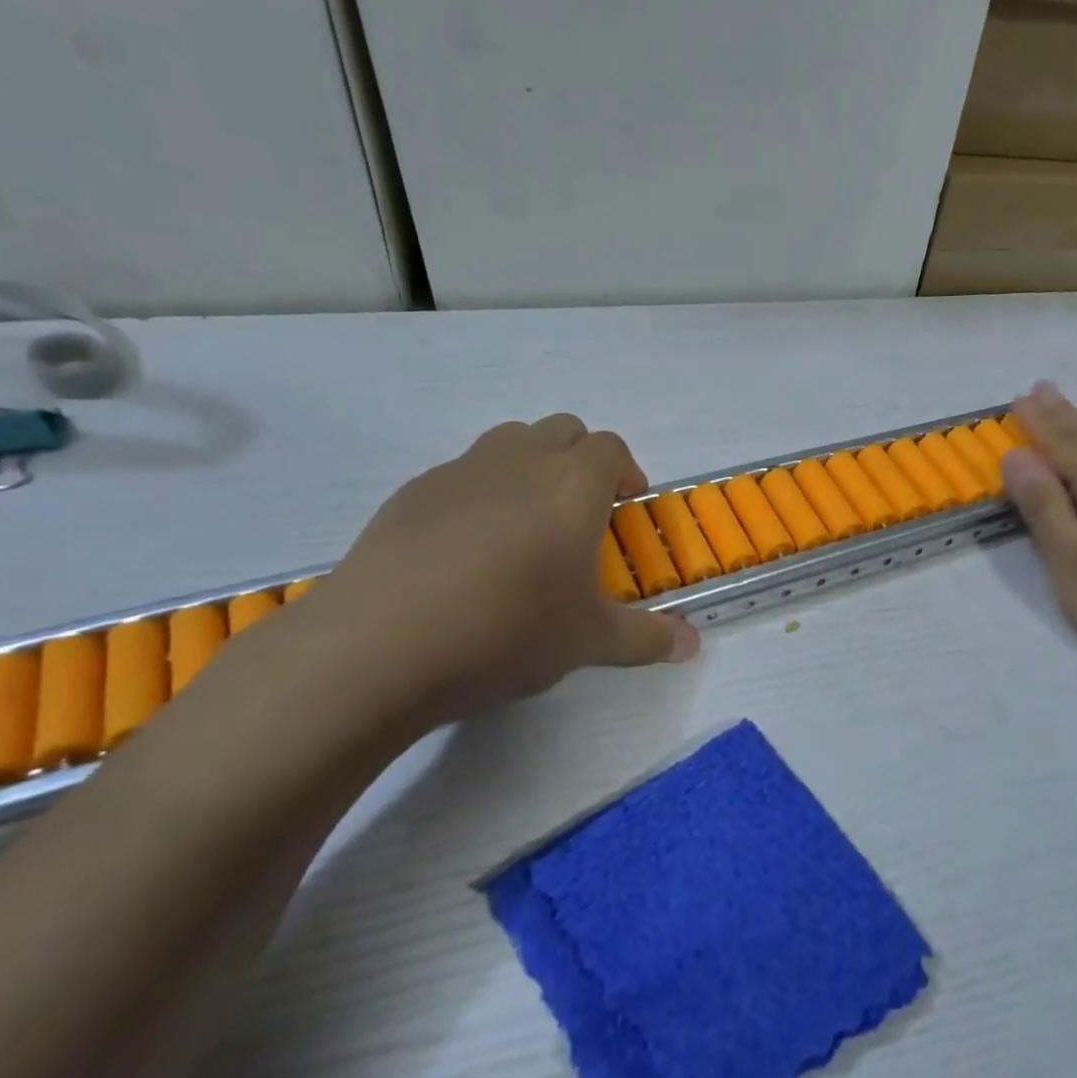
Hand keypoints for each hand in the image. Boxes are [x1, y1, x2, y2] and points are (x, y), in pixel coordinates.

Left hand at [298, 414, 698, 727]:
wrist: (383, 643)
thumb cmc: (509, 630)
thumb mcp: (590, 641)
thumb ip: (648, 637)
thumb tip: (693, 646)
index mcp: (572, 485)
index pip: (610, 449)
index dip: (625, 472)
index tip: (626, 508)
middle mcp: (519, 461)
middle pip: (562, 431)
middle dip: (581, 461)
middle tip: (582, 515)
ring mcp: (459, 471)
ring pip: (508, 443)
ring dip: (530, 468)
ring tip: (527, 528)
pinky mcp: (411, 494)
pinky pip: (461, 475)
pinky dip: (480, 495)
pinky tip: (467, 554)